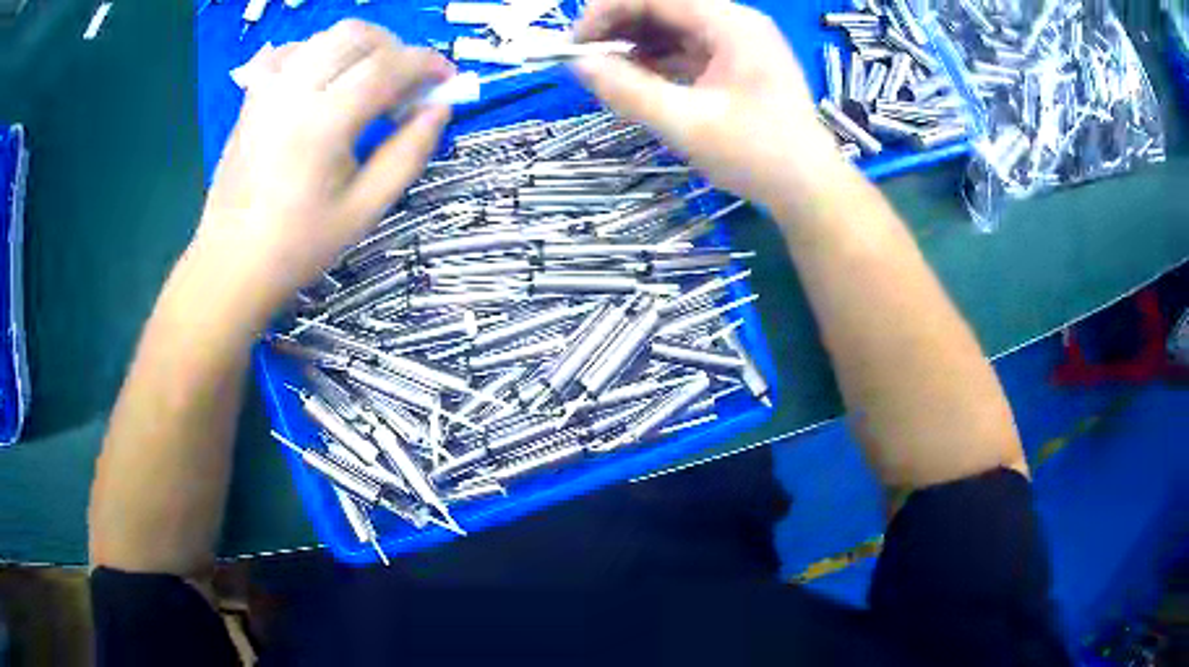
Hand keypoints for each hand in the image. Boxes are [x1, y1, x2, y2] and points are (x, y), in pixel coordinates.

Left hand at [193, 20, 453, 326]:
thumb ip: (409, 153)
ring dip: (362, 48)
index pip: (388, 66)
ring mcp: (269, 89)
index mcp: (323, 124)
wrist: (232, 260)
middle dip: (396, 48)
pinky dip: (322, 53)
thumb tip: (440, 109)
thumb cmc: (299, 244)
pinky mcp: (254, 95)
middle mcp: (294, 92)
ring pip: (327, 35)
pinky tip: (327, 81)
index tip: (447, 79)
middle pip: (358, 35)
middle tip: (406, 83)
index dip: (427, 64)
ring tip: (370, 82)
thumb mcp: (366, 209)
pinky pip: (295, 50)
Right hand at [573, 0, 842, 209]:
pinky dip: (657, 60)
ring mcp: (737, 43)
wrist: (809, 189)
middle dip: (618, 27)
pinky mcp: (735, 64)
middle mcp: (734, 23)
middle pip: (664, 7)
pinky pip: (686, 49)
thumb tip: (579, 65)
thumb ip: (630, 91)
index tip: (575, 44)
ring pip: (672, 27)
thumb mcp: (688, 125)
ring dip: (635, 43)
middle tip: (584, 59)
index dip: (607, 11)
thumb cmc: (758, 156)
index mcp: (730, 24)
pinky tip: (635, 78)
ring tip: (604, 71)